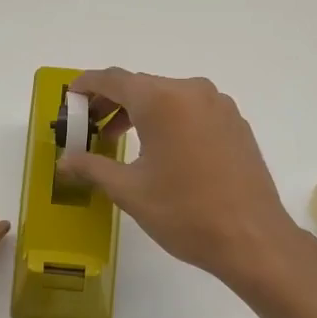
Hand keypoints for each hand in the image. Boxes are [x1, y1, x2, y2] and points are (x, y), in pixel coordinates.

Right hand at [58, 68, 305, 289]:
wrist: (251, 238)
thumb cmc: (184, 213)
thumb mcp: (129, 191)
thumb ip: (92, 167)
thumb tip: (64, 160)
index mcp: (162, 100)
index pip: (114, 79)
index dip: (87, 85)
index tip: (70, 98)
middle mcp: (192, 91)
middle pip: (142, 86)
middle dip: (112, 103)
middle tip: (90, 128)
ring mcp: (219, 106)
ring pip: (169, 98)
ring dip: (141, 113)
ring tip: (121, 142)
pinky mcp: (236, 124)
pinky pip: (193, 112)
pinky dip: (170, 121)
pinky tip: (162, 151)